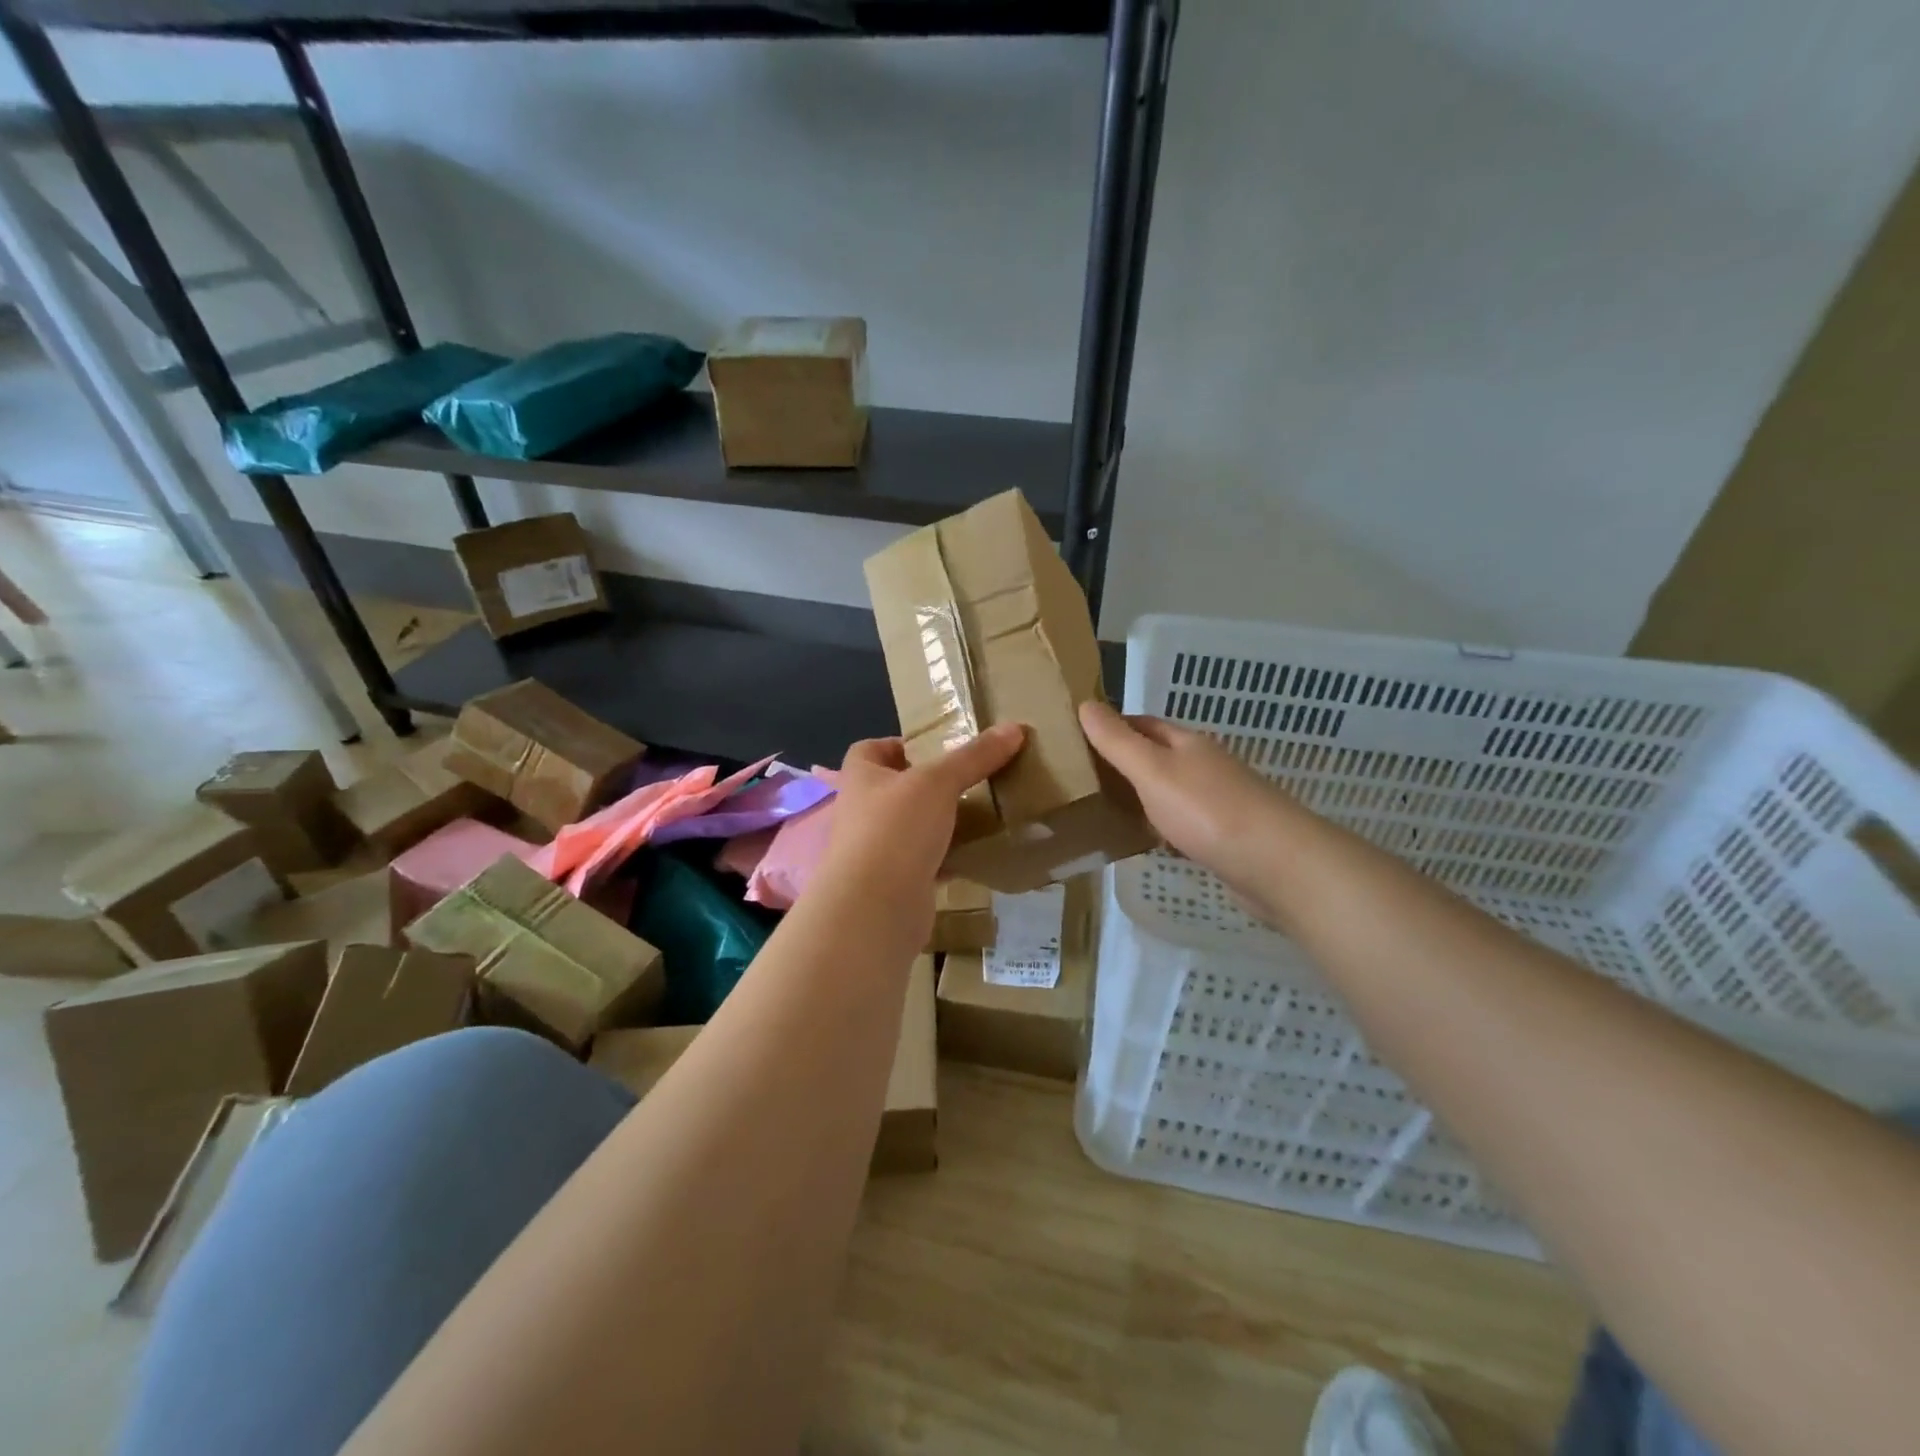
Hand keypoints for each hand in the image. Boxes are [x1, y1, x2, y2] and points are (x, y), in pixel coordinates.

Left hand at [816, 724, 1026, 907]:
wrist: (875, 908)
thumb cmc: (895, 829)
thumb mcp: (938, 782)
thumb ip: (974, 756)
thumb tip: (1015, 727)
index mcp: (861, 778)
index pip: (870, 750)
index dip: (898, 744)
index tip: (936, 747)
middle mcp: (863, 812)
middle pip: (895, 789)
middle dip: (929, 784)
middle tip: (970, 777)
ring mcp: (877, 851)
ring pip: (913, 828)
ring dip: (940, 822)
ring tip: (982, 811)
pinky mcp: (896, 883)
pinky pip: (927, 862)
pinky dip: (949, 857)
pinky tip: (979, 852)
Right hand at [1079, 701, 1292, 897]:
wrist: (1277, 864)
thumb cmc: (1207, 811)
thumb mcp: (1152, 771)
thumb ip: (1118, 742)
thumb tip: (1085, 704)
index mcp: (1186, 743)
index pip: (1142, 724)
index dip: (1112, 727)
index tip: (1077, 740)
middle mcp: (1204, 765)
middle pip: (1158, 756)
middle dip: (1124, 762)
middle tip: (1082, 779)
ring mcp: (1218, 801)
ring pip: (1170, 791)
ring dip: (1142, 796)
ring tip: (1103, 810)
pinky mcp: (1225, 836)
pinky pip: (1183, 822)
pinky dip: (1162, 826)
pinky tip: (1147, 842)